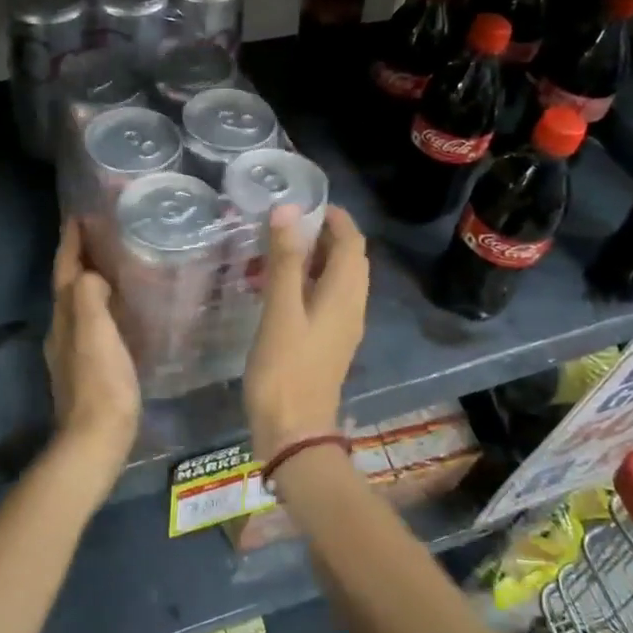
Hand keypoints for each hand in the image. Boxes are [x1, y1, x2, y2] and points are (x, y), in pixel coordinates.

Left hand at [45, 219, 141, 486]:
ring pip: (78, 305)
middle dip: (79, 257)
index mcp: (64, 317)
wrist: (95, 441)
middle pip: (67, 285)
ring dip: (89, 281)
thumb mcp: (96, 333)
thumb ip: (89, 297)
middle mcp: (62, 330)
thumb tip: (91, 274)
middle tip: (101, 234)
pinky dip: (100, 306)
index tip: (80, 215)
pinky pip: (92, 324)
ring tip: (113, 265)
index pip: (64, 269)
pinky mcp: (86, 369)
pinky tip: (120, 310)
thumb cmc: (101, 383)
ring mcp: (71, 352)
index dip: (71, 242)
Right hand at [244, 205, 367, 461]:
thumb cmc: (285, 368)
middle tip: (288, 221)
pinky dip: (309, 281)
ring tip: (280, 247)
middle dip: (325, 235)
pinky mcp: (328, 343)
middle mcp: (352, 307)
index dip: (336, 218)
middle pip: (348, 260)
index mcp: (345, 295)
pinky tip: (280, 286)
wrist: (293, 431)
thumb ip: (285, 260)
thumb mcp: (281, 309)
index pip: (353, 243)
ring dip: (316, 258)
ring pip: (337, 280)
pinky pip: (326, 299)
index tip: (307, 200)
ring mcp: (341, 328)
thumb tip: (289, 210)